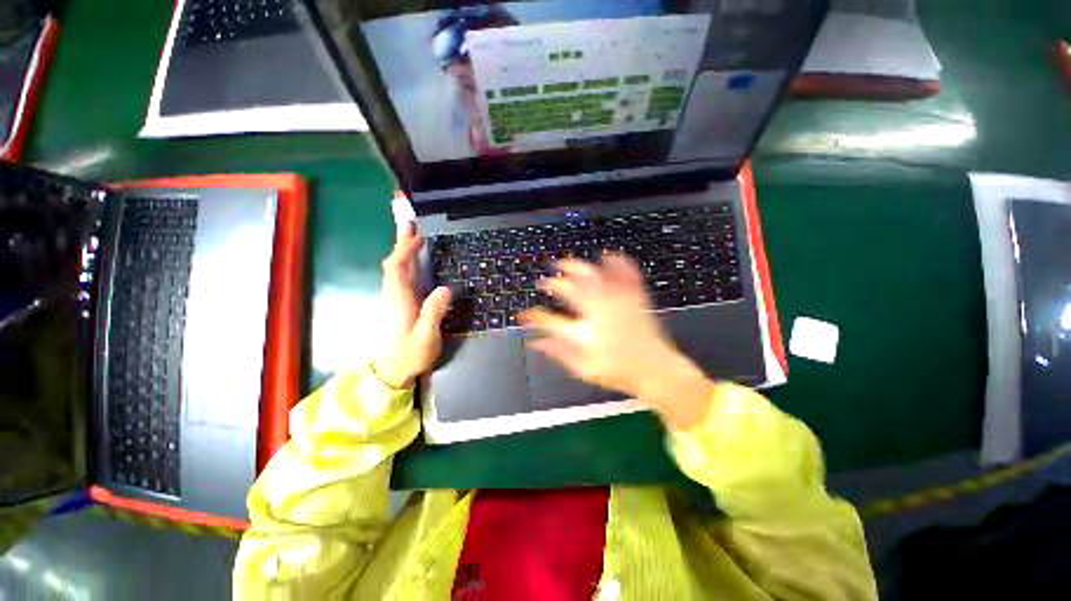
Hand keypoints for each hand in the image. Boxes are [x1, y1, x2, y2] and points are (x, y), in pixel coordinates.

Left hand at [372, 222, 451, 389]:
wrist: (389, 374)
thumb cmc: (409, 356)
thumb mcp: (426, 337)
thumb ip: (433, 312)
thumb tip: (445, 288)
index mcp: (398, 301)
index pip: (397, 268)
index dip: (405, 250)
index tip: (419, 236)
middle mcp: (393, 296)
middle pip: (393, 265)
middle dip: (402, 244)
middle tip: (410, 225)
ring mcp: (393, 301)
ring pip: (395, 271)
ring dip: (403, 253)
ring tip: (414, 239)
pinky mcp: (397, 307)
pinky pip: (399, 279)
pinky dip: (405, 265)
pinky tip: (413, 265)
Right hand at [520, 254, 715, 429]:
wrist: (656, 370)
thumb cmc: (619, 371)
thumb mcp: (584, 369)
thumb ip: (558, 353)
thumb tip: (536, 342)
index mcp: (585, 332)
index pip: (551, 320)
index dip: (534, 315)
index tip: (525, 314)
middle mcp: (598, 313)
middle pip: (570, 290)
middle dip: (553, 283)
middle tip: (545, 282)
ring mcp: (617, 302)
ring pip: (593, 276)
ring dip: (576, 267)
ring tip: (565, 262)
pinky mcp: (634, 298)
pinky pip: (625, 274)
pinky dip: (617, 262)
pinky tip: (609, 254)